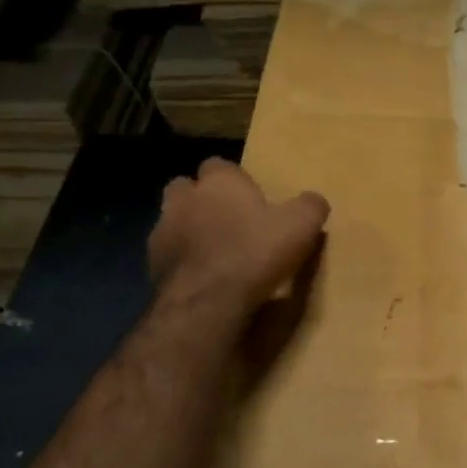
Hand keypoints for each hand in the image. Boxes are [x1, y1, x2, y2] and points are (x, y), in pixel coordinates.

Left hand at [149, 159, 328, 328]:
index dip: (235, 181)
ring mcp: (162, 230)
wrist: (208, 302)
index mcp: (219, 181)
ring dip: (188, 230)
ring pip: (173, 220)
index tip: (251, 199)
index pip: (221, 166)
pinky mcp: (152, 264)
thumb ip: (310, 206)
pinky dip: (181, 260)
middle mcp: (184, 198)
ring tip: (213, 252)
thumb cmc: (255, 253)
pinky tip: (201, 277)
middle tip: (227, 221)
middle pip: (187, 187)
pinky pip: (168, 254)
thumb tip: (314, 200)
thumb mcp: (300, 226)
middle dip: (202, 199)